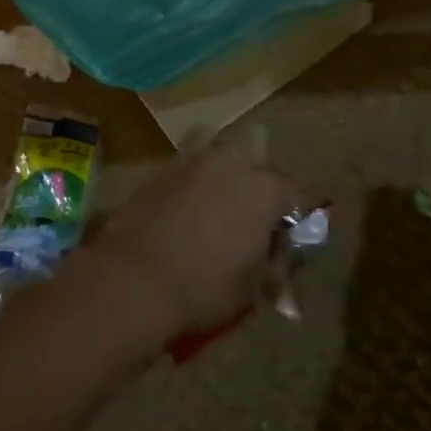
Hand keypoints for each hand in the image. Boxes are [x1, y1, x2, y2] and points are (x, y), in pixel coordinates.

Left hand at [89, 134, 307, 337]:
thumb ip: (273, 263)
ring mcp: (190, 161)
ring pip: (212, 142)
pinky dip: (188, 180)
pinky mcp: (157, 170)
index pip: (296, 192)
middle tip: (249, 207)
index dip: (294, 216)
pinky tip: (181, 207)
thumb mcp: (253, 287)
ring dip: (218, 163)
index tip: (284, 240)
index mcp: (264, 189)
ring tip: (213, 198)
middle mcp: (230, 163)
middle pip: (254, 144)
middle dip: (256, 169)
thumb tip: (278, 256)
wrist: (134, 279)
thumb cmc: (205, 287)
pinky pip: (182, 164)